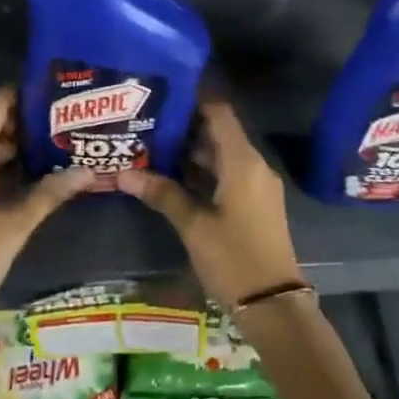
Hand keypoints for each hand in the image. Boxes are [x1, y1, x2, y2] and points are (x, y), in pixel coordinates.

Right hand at [117, 100, 303, 309]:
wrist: (274, 305)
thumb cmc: (234, 258)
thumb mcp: (194, 226)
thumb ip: (163, 194)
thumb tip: (124, 174)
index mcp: (242, 161)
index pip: (220, 113)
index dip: (195, 100)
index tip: (165, 93)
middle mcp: (254, 165)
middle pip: (220, 133)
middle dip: (187, 127)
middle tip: (150, 122)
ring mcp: (257, 185)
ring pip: (223, 155)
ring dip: (194, 151)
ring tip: (155, 145)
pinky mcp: (256, 204)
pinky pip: (229, 174)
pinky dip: (205, 171)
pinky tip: (175, 177)